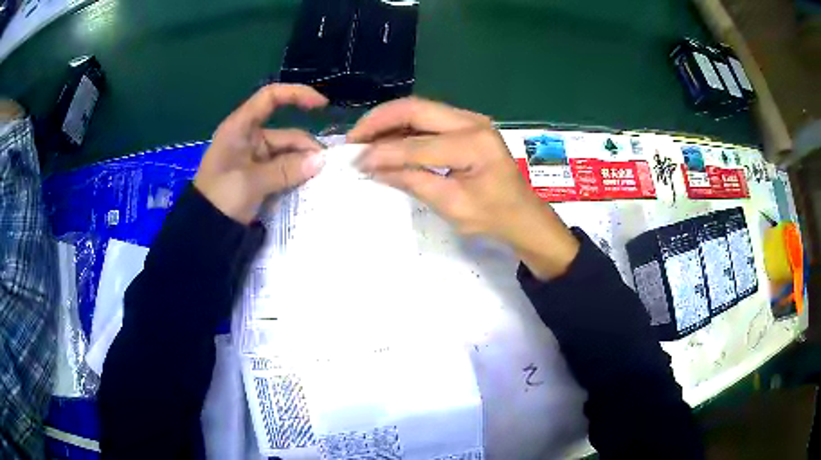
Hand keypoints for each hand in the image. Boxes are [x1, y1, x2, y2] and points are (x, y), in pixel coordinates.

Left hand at [194, 84, 327, 223]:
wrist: (203, 230)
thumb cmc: (220, 197)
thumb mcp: (252, 182)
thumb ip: (286, 170)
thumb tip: (321, 160)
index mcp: (241, 128)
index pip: (270, 98)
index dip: (297, 95)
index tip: (322, 106)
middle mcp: (249, 138)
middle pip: (286, 134)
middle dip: (306, 149)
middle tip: (326, 169)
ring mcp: (254, 158)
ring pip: (287, 155)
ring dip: (303, 166)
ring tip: (320, 181)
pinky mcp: (258, 176)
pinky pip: (282, 170)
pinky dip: (295, 177)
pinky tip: (308, 187)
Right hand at [348, 97, 578, 279]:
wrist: (523, 216)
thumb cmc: (493, 217)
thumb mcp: (451, 205)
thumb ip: (411, 180)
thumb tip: (371, 166)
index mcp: (474, 144)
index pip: (416, 144)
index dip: (382, 152)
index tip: (355, 162)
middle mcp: (473, 122)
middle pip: (415, 109)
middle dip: (379, 121)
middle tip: (353, 139)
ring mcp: (471, 120)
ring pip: (420, 109)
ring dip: (389, 121)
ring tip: (364, 138)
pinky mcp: (468, 125)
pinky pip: (428, 118)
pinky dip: (404, 126)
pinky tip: (387, 139)